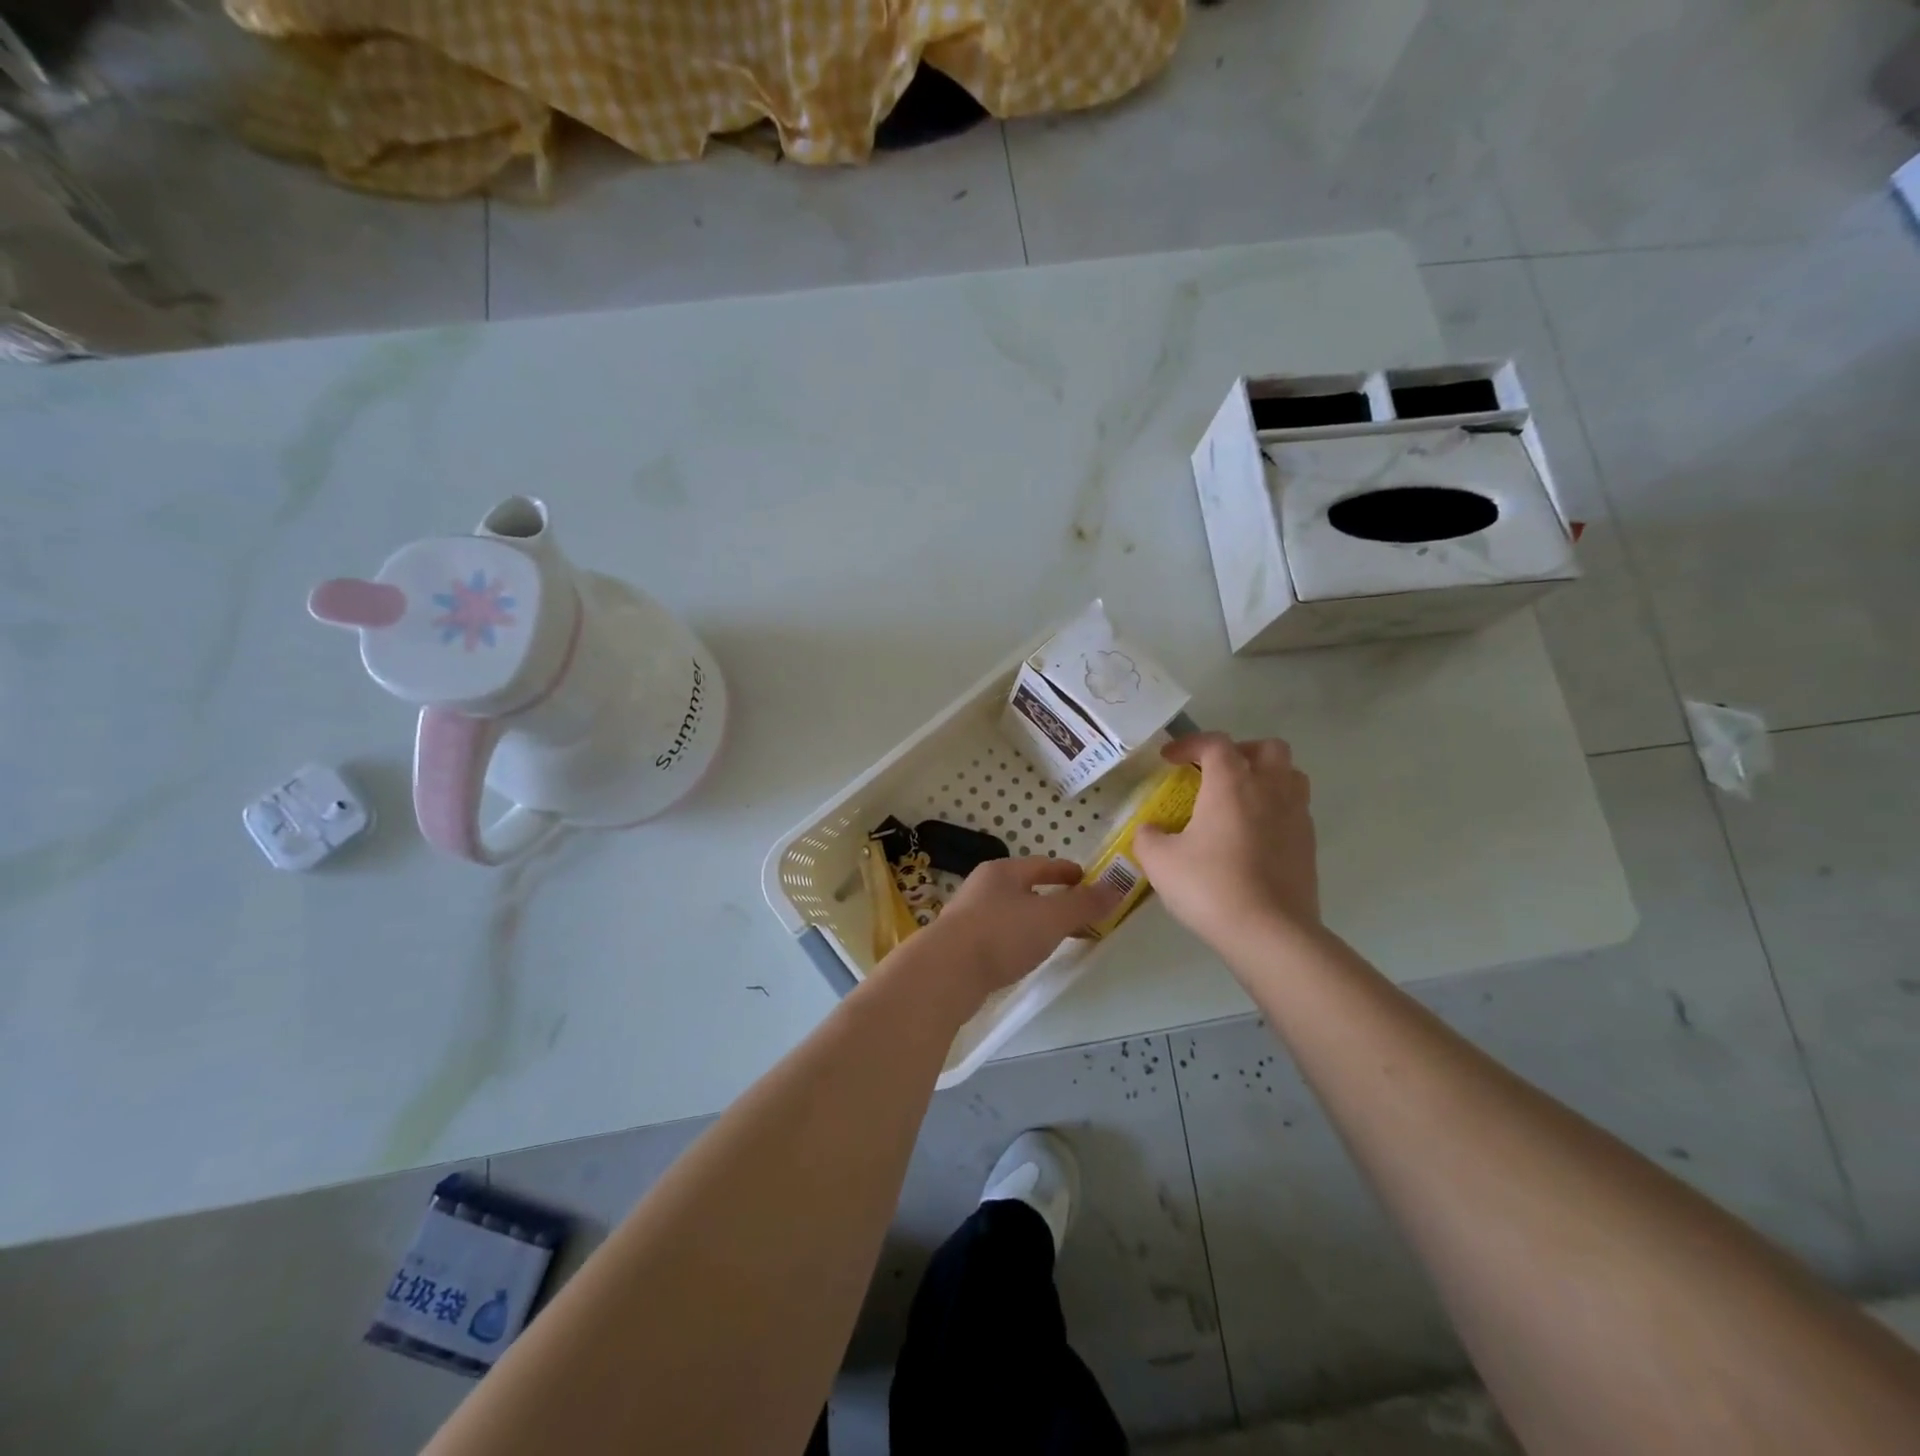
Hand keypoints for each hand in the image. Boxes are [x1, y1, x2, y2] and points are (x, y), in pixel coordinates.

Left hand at [889, 857, 1122, 1011]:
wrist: (945, 972)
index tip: (1087, 880)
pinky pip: (999, 936)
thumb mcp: (1051, 917)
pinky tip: (1024, 957)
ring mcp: (968, 917)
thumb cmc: (1001, 934)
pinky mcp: (960, 946)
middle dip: (1052, 899)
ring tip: (1056, 938)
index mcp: (1003, 872)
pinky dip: (1018, 941)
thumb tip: (1116, 888)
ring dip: (1034, 922)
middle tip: (1079, 913)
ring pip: (1011, 913)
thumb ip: (1084, 904)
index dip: (1067, 872)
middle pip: (1025, 888)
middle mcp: (982, 887)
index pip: (1042, 864)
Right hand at [1132, 734, 1319, 950]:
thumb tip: (1151, 830)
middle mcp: (1269, 789)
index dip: (1190, 744)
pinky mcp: (1308, 845)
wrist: (1269, 933)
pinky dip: (1274, 810)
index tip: (1169, 760)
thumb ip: (1149, 837)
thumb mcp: (1159, 861)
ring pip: (1290, 775)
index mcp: (1231, 783)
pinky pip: (1295, 810)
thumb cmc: (1210, 886)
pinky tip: (1252, 836)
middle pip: (1266, 748)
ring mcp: (1296, 816)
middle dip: (1239, 752)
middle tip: (1215, 773)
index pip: (1214, 743)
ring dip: (1265, 777)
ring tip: (1238, 800)